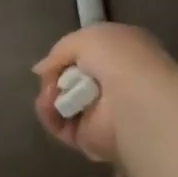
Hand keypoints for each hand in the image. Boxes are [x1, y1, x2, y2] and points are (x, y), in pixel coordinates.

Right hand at [33, 22, 177, 164]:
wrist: (136, 99)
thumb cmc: (118, 59)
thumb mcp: (86, 38)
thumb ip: (60, 50)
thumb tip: (41, 70)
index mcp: (122, 56)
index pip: (89, 56)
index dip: (68, 55)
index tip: (56, 58)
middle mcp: (114, 84)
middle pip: (71, 80)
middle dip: (55, 77)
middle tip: (49, 78)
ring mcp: (103, 113)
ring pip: (63, 103)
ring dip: (49, 96)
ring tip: (50, 94)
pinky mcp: (92, 139)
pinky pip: (61, 126)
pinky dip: (50, 116)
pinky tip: (50, 107)